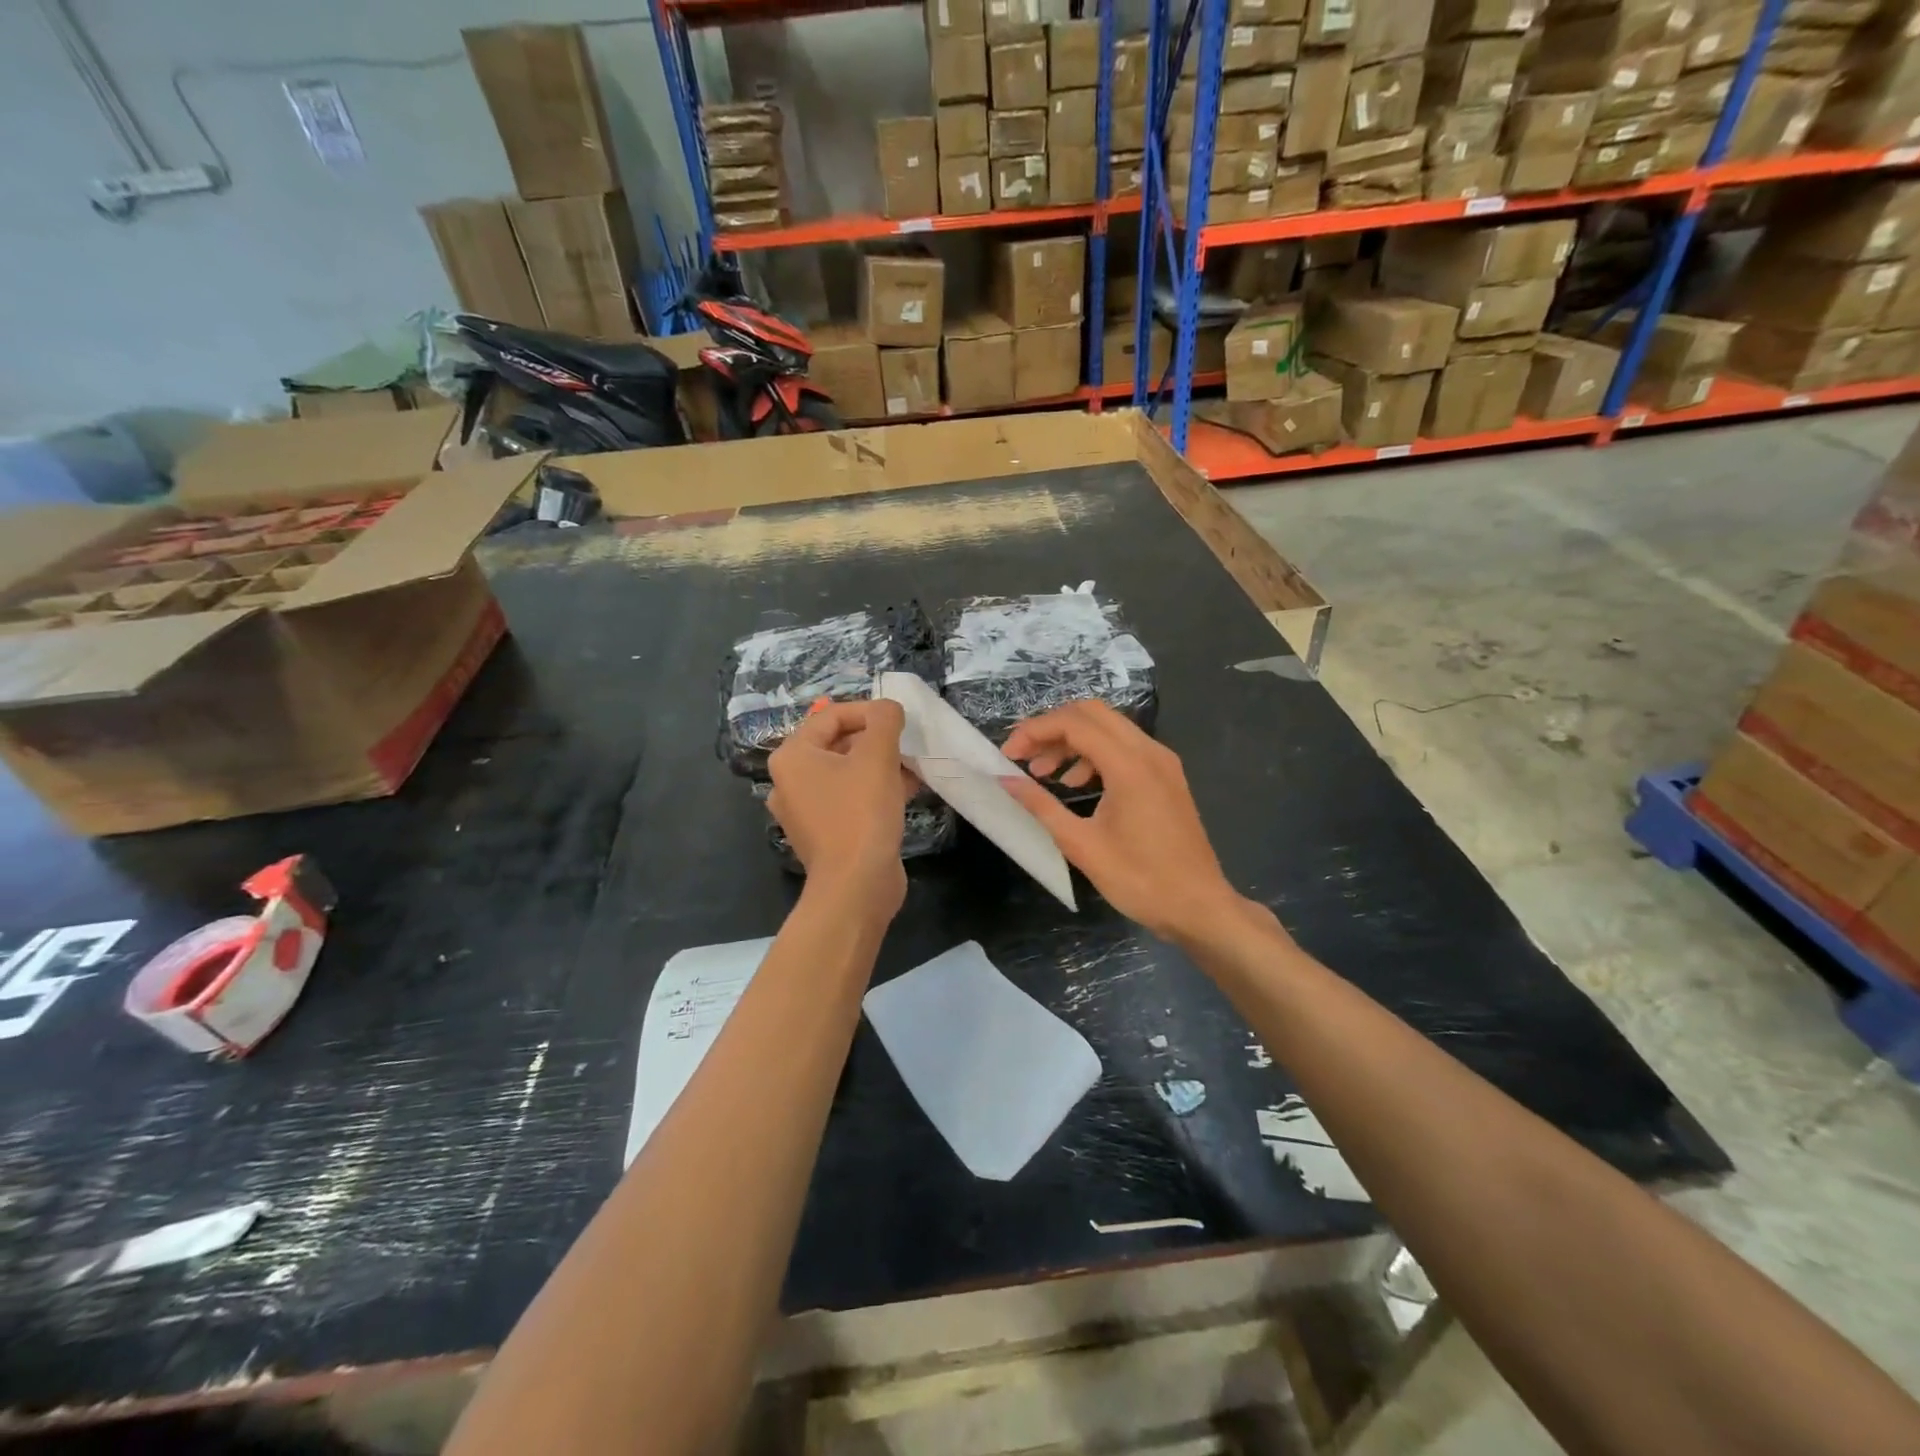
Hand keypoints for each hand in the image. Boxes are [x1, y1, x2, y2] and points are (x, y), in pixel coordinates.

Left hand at [767, 700, 912, 920]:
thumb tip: (888, 708)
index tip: (900, 720)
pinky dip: (875, 790)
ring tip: (912, 766)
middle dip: (876, 740)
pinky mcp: (826, 833)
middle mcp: (791, 781)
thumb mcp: (877, 757)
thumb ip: (885, 721)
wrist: (856, 886)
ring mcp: (806, 810)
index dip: (869, 711)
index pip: (831, 716)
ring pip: (847, 773)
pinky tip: (907, 790)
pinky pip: (850, 799)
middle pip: (838, 744)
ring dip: (880, 765)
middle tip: (907, 743)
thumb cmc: (861, 813)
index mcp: (792, 757)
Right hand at [1002, 701, 1251, 944]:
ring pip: (1109, 728)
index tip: (1008, 754)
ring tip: (1043, 773)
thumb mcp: (1081, 845)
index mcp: (1129, 766)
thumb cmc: (1139, 881)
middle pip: (1092, 713)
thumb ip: (1041, 806)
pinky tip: (1075, 784)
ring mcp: (1162, 762)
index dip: (1034, 731)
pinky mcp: (1166, 776)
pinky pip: (1125, 747)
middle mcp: (1149, 752)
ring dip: (1072, 741)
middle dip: (1052, 728)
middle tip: (1024, 755)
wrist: (1199, 907)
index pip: (1073, 724)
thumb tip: (1005, 780)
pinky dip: (1094, 754)